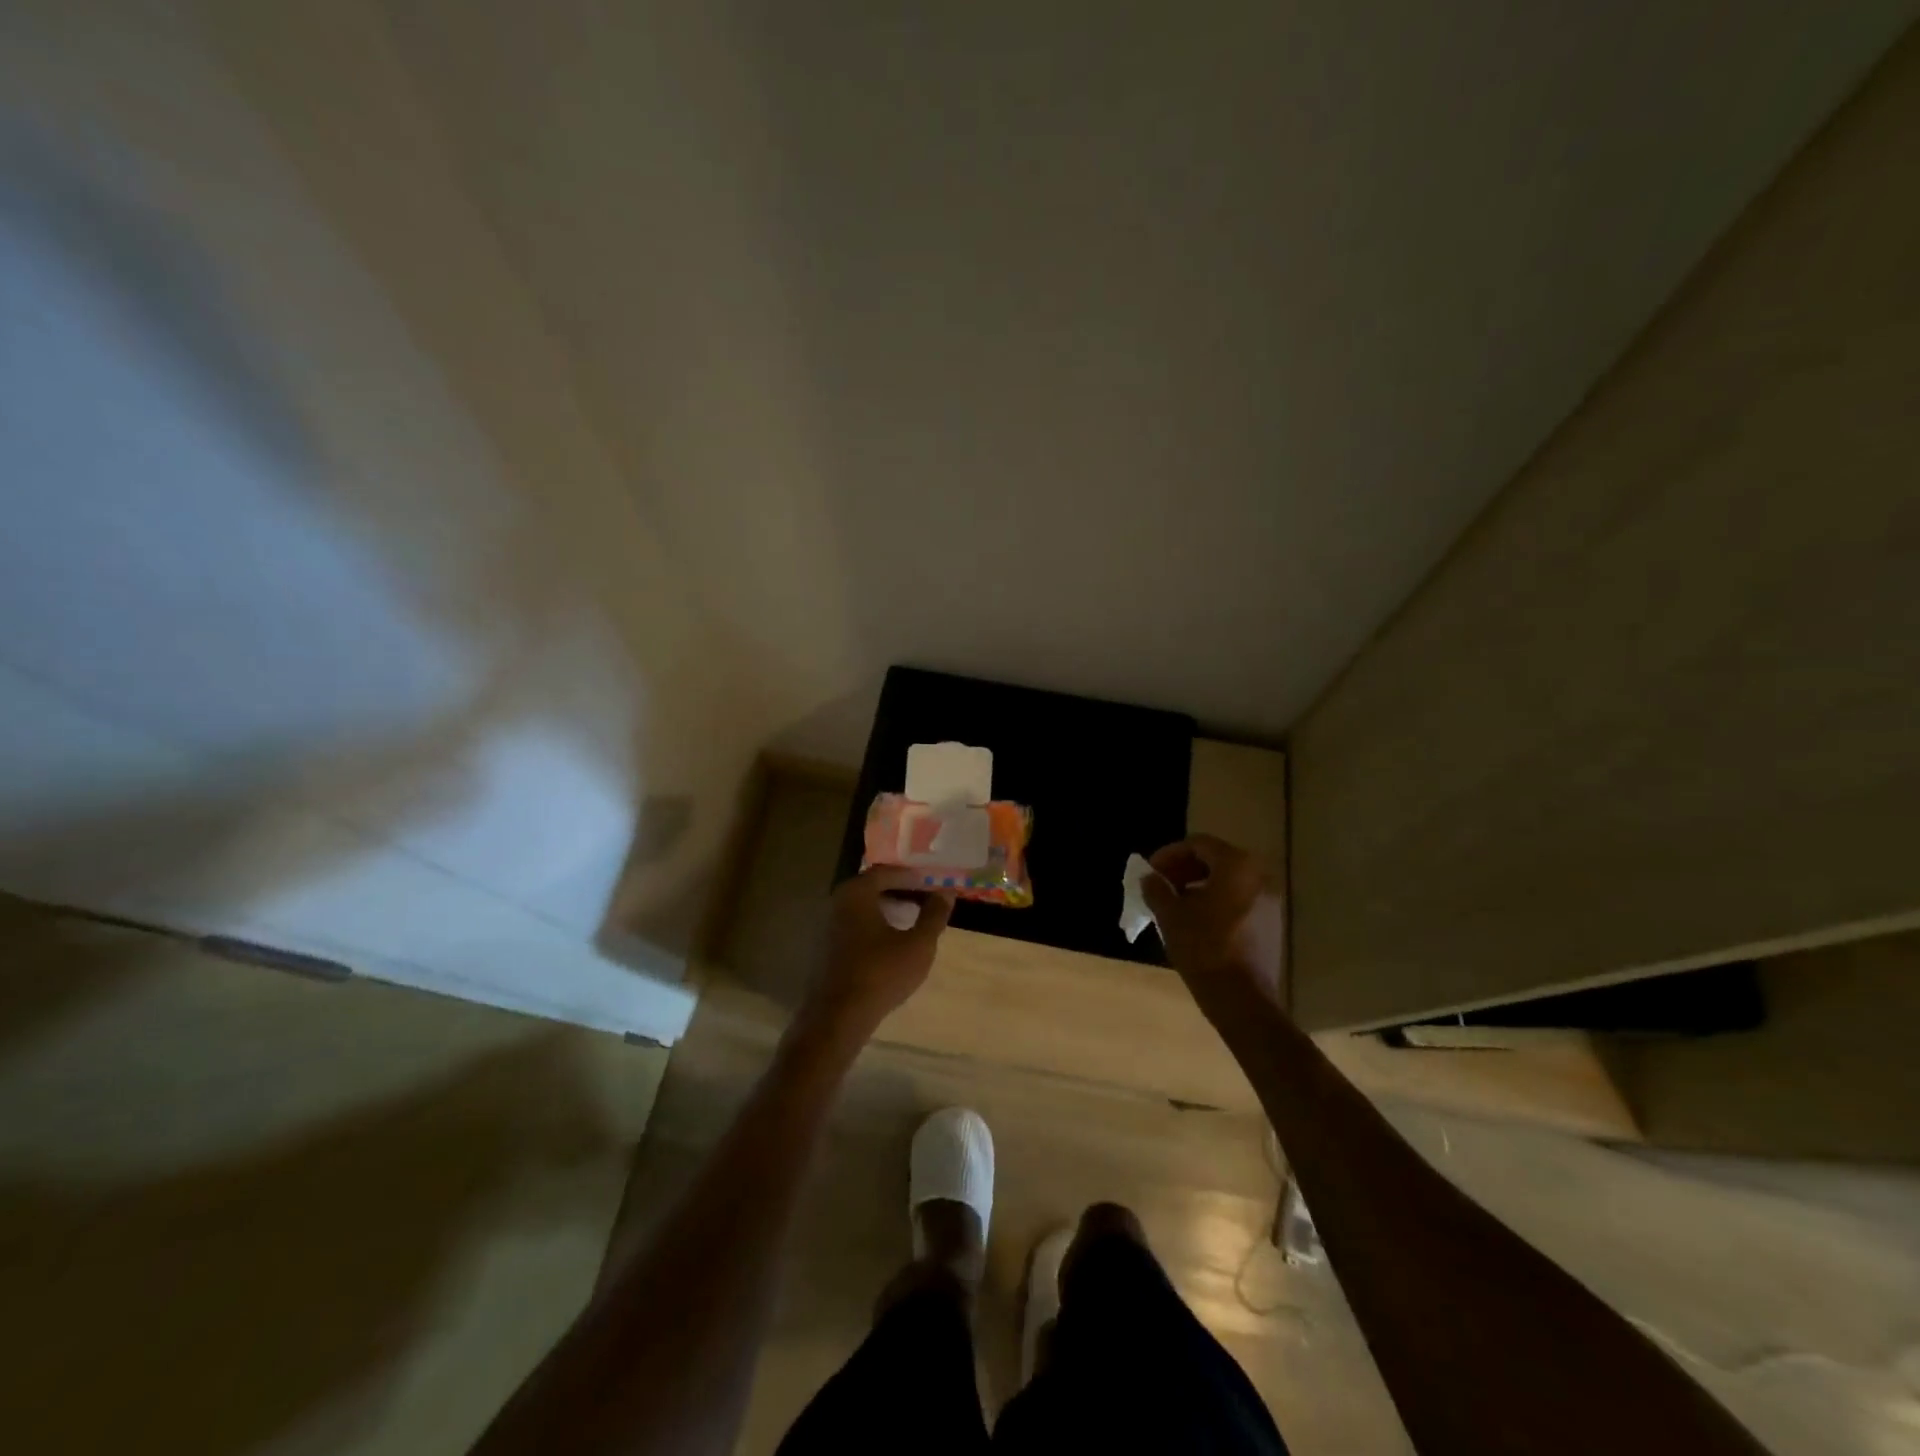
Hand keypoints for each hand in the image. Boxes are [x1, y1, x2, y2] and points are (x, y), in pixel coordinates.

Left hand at [803, 867, 955, 1038]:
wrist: (838, 1017)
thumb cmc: (881, 973)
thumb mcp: (919, 944)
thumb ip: (934, 915)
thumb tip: (946, 892)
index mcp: (857, 892)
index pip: (887, 872)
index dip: (912, 876)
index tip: (932, 884)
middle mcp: (837, 901)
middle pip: (872, 887)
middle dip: (900, 891)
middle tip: (925, 899)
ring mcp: (826, 925)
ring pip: (862, 907)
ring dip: (886, 909)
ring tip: (911, 920)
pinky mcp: (824, 947)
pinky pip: (853, 925)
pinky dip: (873, 925)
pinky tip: (889, 942)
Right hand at [1142, 835, 1283, 1005]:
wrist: (1242, 999)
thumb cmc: (1203, 948)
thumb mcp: (1170, 915)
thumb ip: (1157, 889)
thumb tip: (1150, 878)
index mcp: (1236, 866)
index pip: (1198, 844)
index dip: (1169, 854)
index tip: (1150, 872)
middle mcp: (1259, 875)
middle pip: (1215, 859)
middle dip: (1183, 869)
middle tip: (1160, 885)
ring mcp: (1269, 900)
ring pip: (1227, 880)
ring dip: (1198, 885)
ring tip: (1174, 904)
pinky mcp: (1271, 922)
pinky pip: (1239, 899)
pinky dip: (1216, 901)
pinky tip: (1196, 921)